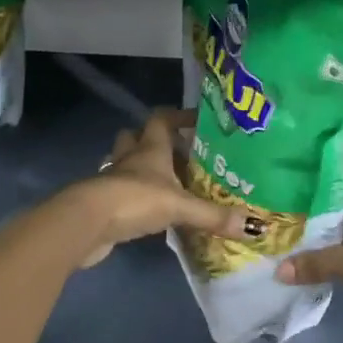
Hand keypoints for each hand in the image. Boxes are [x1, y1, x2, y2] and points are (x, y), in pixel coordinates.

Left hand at [53, 108, 245, 268]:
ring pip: (124, 162)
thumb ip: (214, 216)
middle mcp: (130, 157)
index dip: (178, 116)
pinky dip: (131, 196)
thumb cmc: (135, 200)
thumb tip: (255, 226)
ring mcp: (112, 179)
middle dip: (153, 140)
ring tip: (163, 181)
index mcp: (150, 148)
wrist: (87, 223)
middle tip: (178, 153)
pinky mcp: (103, 203)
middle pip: (136, 136)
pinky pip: (119, 191)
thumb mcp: (180, 206)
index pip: (162, 118)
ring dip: (139, 167)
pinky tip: (146, 210)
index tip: (196, 120)